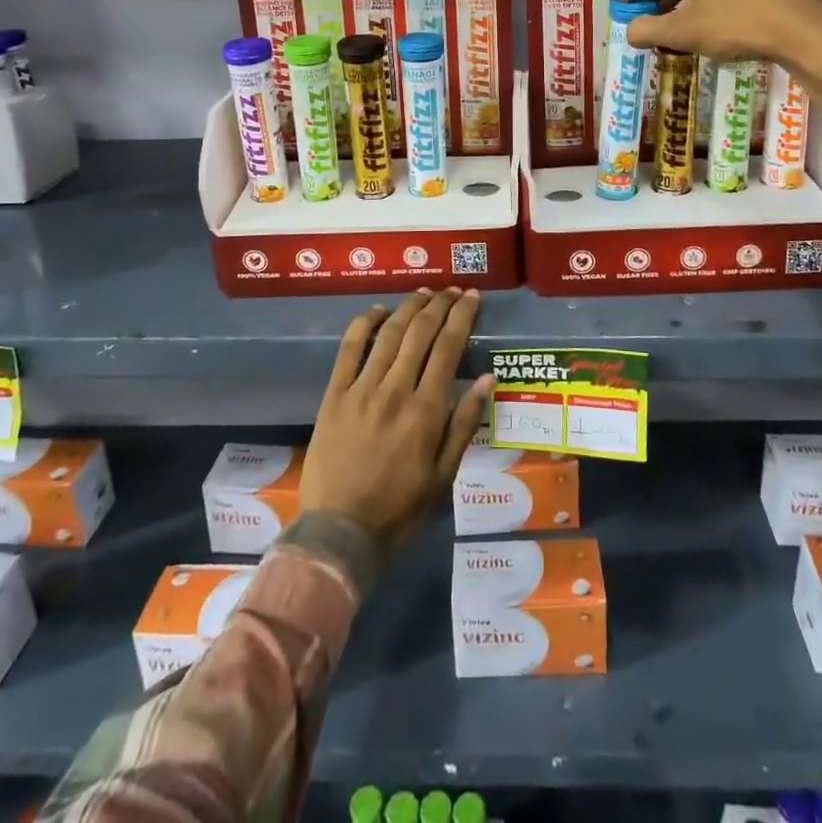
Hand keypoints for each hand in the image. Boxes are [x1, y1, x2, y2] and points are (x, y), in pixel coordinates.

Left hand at [301, 288, 495, 555]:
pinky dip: (365, 323)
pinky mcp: (334, 394)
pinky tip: (379, 311)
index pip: (448, 347)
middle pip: (421, 332)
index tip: (472, 297)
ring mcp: (361, 389)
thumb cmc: (400, 509)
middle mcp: (395, 389)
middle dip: (440, 304)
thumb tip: (488, 378)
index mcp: (426, 410)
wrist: (339, 532)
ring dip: (410, 307)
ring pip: (389, 333)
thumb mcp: (444, 475)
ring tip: (425, 293)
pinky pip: (350, 348)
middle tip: (452, 290)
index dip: (462, 316)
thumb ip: (465, 423)